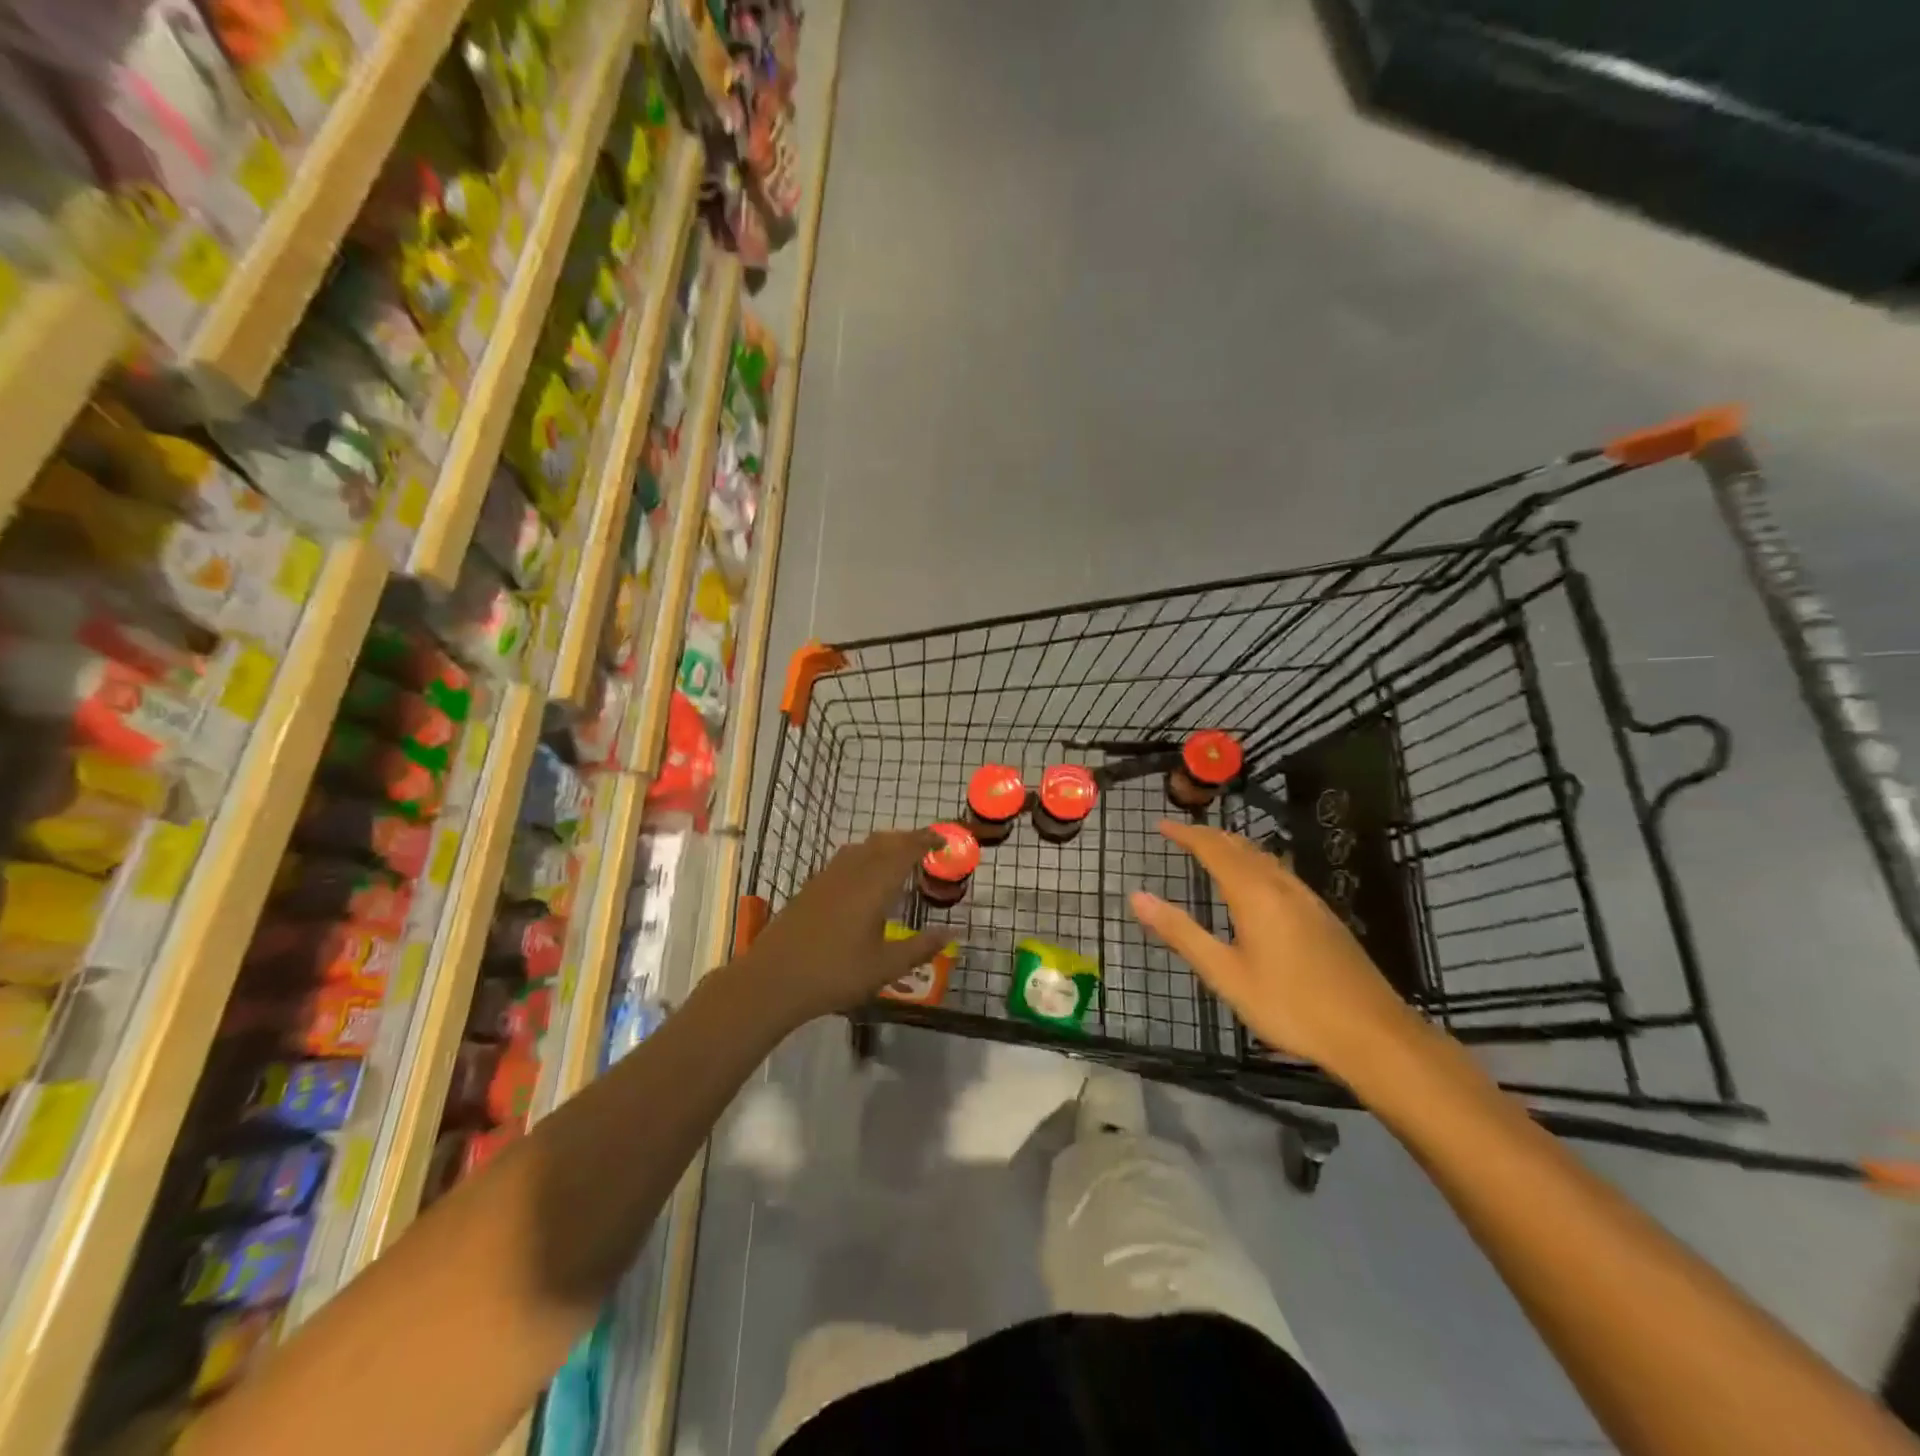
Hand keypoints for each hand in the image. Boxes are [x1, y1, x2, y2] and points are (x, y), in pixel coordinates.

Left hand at [733, 829, 951, 1027]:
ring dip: (883, 846)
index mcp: (874, 885)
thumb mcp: (885, 968)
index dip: (926, 841)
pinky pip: (844, 859)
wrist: (773, 980)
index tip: (943, 840)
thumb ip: (920, 948)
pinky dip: (864, 857)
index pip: (905, 850)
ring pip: (861, 848)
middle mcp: (851, 872)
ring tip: (898, 859)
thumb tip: (951, 933)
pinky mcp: (811, 888)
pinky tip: (864, 879)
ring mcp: (827, 877)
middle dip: (907, 839)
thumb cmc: (835, 974)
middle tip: (926, 847)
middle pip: (883, 842)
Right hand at [1130, 820, 1422, 1081]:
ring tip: (1213, 849)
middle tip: (1182, 833)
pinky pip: (1281, 872)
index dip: (1186, 834)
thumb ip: (1181, 933)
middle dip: (1209, 836)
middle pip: (1241, 847)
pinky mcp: (1324, 917)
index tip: (1161, 825)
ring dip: (1235, 847)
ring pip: (1265, 858)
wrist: (1371, 1033)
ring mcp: (1308, 900)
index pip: (1213, 849)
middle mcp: (1282, 886)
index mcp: (1254, 894)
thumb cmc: (1289, 1005)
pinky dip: (1256, 863)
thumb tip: (1137, 897)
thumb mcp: (1225, 974)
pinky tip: (1259, 883)